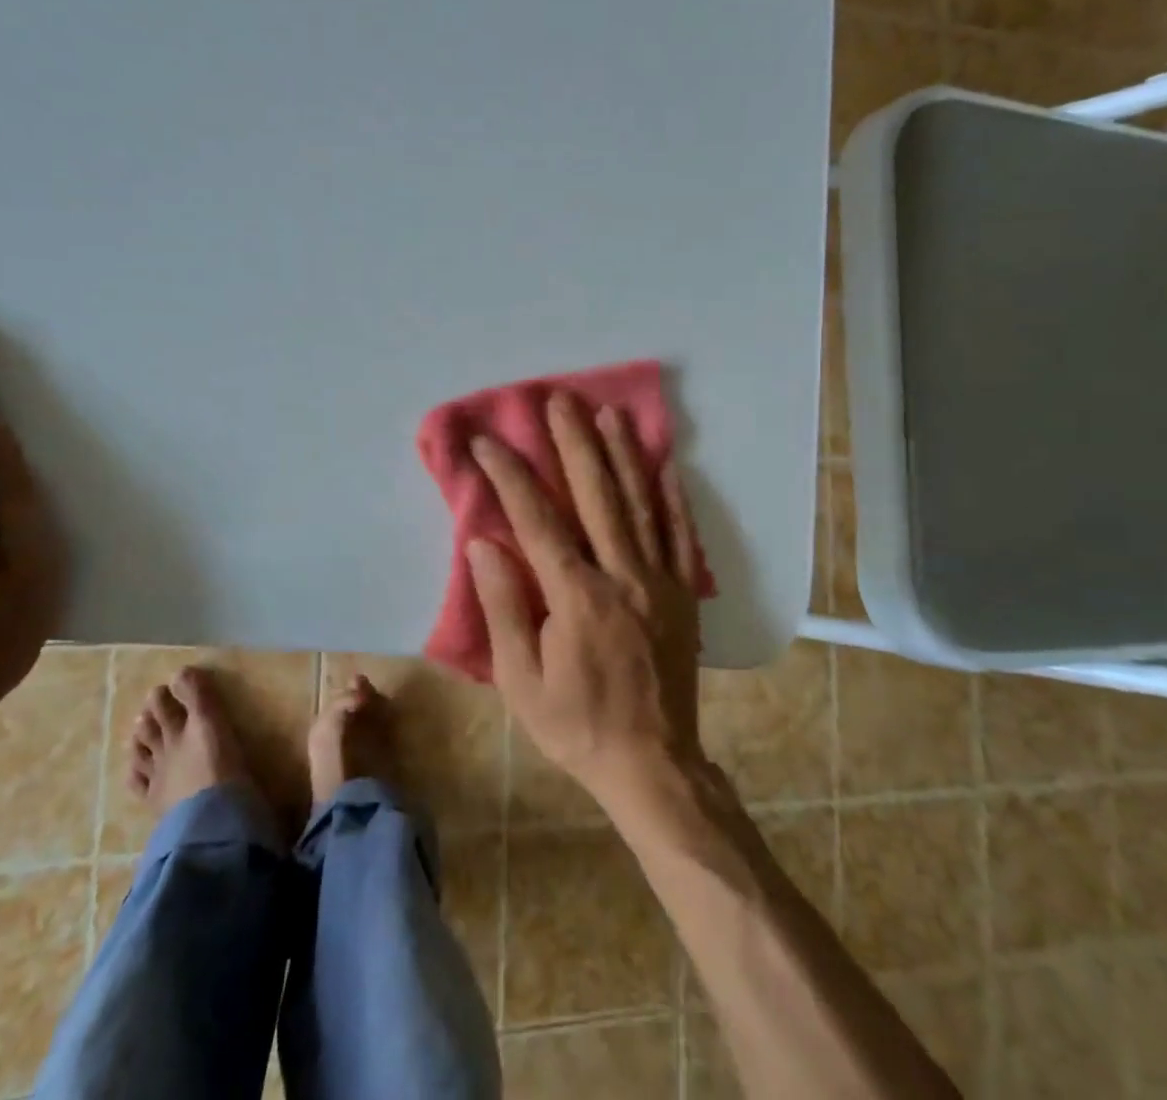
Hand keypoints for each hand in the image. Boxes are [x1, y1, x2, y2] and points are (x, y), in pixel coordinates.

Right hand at [468, 390, 706, 805]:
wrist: (653, 765)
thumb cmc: (577, 725)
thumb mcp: (521, 680)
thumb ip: (503, 607)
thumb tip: (484, 543)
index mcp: (577, 596)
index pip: (537, 520)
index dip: (511, 476)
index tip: (488, 442)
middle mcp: (622, 575)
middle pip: (596, 495)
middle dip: (574, 443)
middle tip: (559, 400)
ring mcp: (659, 581)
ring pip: (640, 504)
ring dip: (622, 454)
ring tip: (609, 413)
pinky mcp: (682, 593)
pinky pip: (679, 534)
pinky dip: (672, 495)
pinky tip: (666, 464)